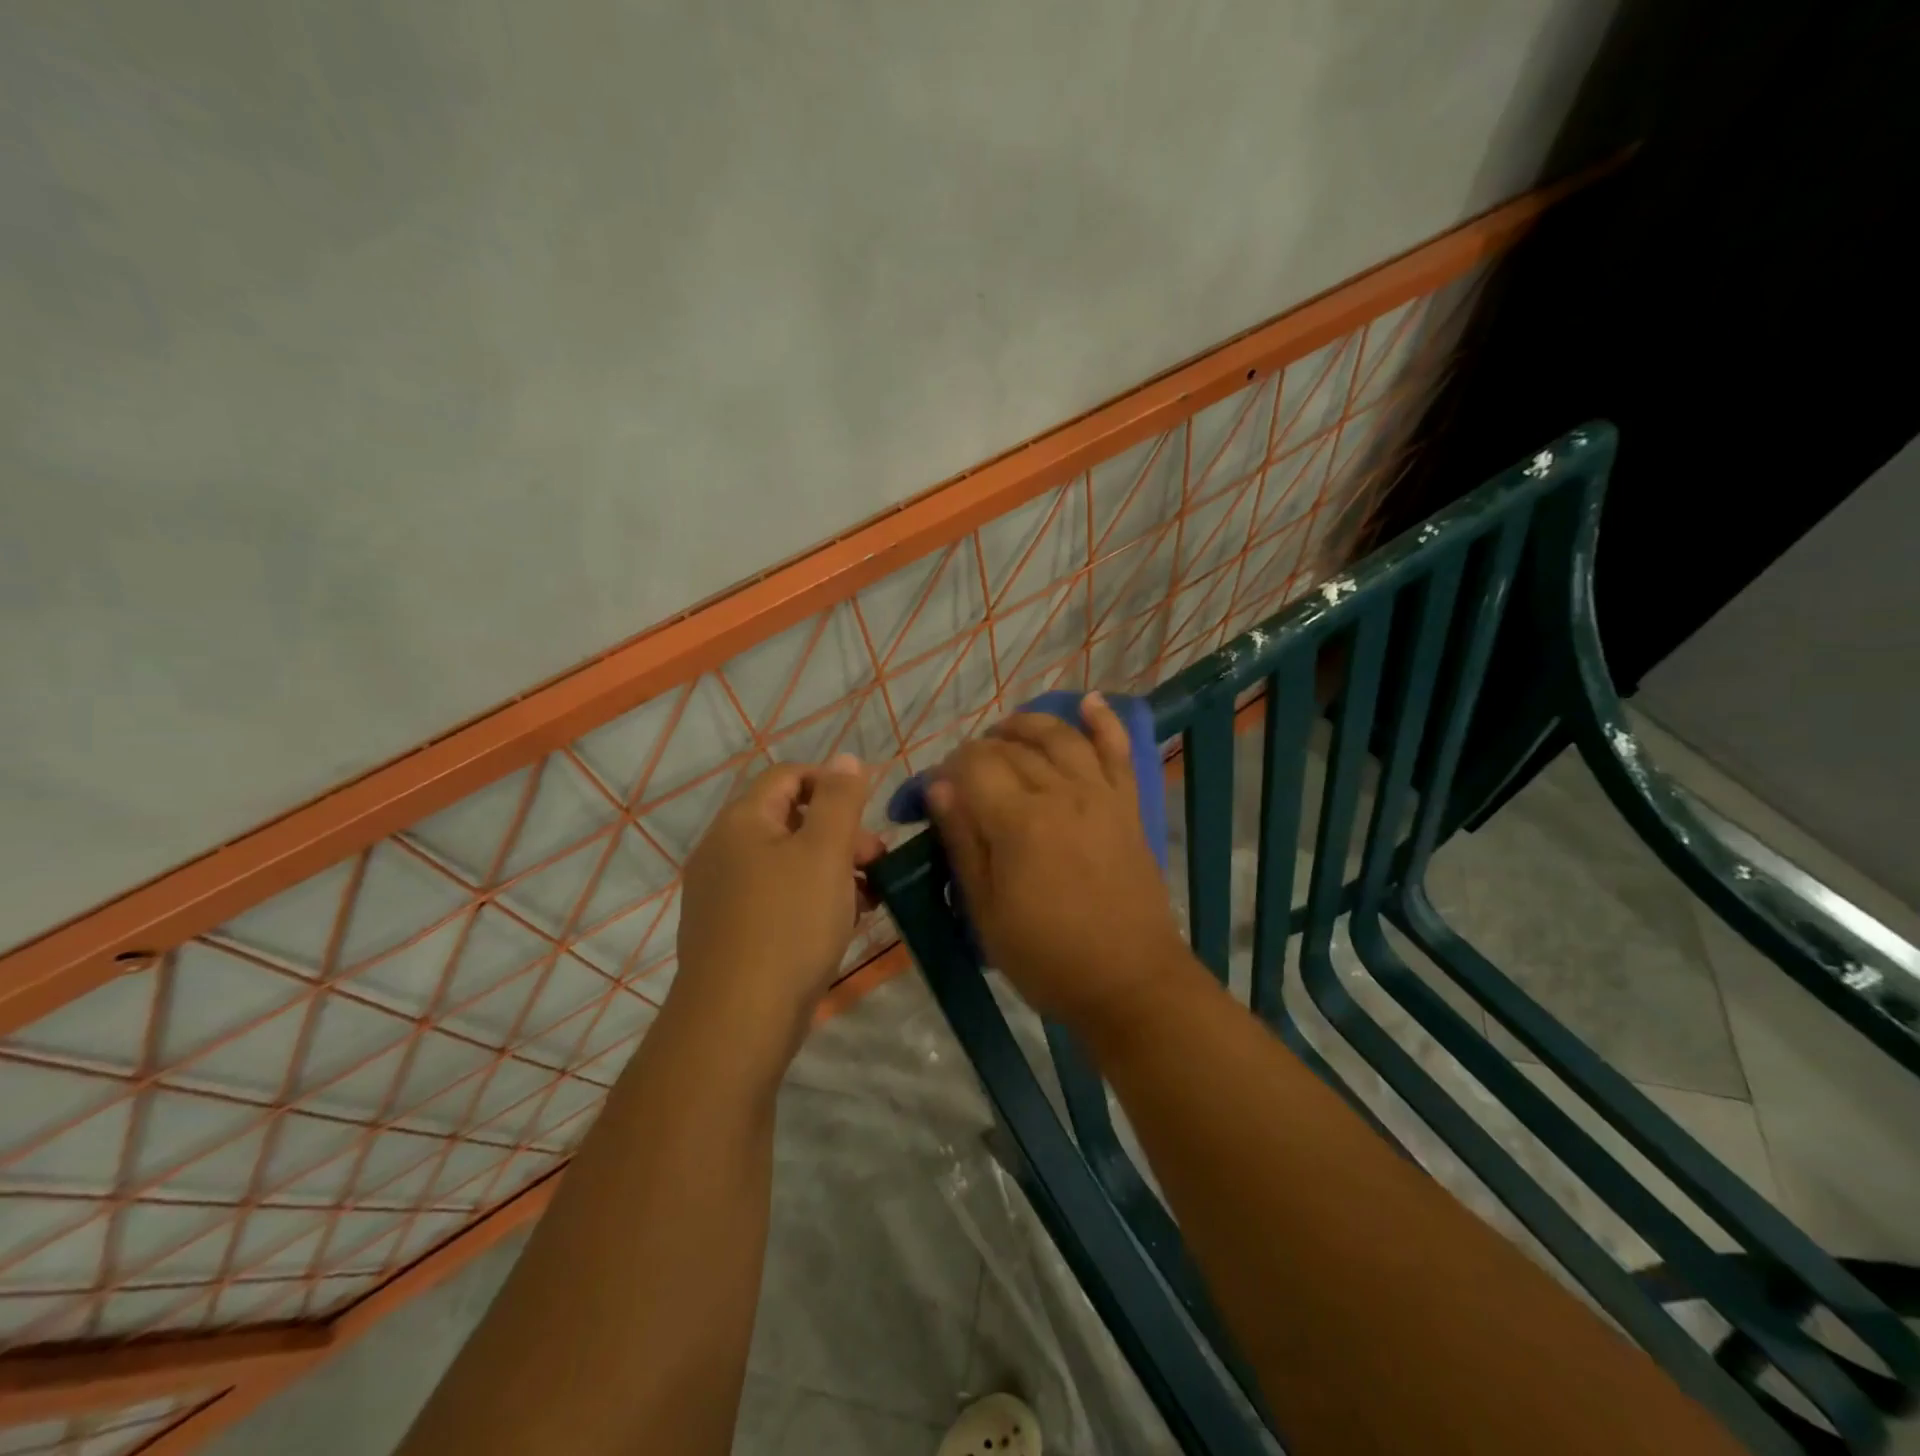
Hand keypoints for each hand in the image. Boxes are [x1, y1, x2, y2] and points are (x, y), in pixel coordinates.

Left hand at [676, 755, 883, 1048]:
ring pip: (787, 864)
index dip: (832, 783)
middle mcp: (723, 851)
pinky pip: (777, 899)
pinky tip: (843, 923)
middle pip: (789, 820)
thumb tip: (846, 759)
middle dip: (839, 833)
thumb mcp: (826, 852)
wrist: (737, 1021)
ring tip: (870, 896)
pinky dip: (812, 900)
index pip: (788, 776)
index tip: (869, 811)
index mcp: (741, 822)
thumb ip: (839, 800)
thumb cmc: (789, 923)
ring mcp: (722, 895)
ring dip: (832, 869)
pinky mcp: (730, 934)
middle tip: (877, 860)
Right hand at [928, 693, 1192, 1030]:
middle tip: (965, 774)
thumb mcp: (986, 912)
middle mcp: (1060, 793)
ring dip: (1028, 724)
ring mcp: (1099, 795)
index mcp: (1018, 822)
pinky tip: (1090, 701)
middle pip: (1012, 748)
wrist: (1131, 982)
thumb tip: (938, 786)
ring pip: (1060, 736)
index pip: (972, 766)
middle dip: (980, 750)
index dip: (947, 769)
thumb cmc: (1048, 957)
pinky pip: (1118, 751)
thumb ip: (962, 842)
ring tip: (1006, 731)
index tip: (937, 791)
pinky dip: (1104, 722)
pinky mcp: (1127, 805)